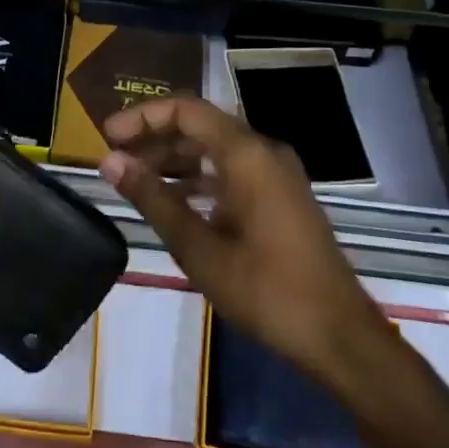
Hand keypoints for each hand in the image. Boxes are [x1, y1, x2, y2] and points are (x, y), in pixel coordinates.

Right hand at [99, 97, 388, 380]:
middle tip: (115, 159)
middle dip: (155, 137)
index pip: (186, 110)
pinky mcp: (282, 197)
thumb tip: (110, 163)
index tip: (107, 136)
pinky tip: (174, 201)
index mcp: (247, 154)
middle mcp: (264, 152)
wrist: (340, 337)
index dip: (143, 117)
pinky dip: (200, 177)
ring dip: (175, 159)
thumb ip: (153, 199)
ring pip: (216, 149)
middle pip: (200, 125)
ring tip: (136, 179)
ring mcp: (277, 174)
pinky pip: (233, 170)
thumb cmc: (266, 291)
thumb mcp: (199, 248)